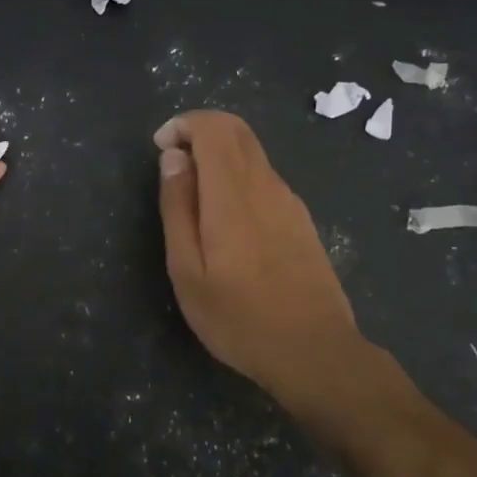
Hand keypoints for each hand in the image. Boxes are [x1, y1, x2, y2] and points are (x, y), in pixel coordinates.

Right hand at [155, 111, 375, 419]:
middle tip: (173, 165)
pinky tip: (226, 221)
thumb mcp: (188, 271)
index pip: (214, 126)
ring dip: (218, 155)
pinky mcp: (301, 219)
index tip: (161, 149)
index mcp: (233, 193)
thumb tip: (173, 158)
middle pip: (236, 129)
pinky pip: (264, 177)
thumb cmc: (239, 318)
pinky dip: (237, 176)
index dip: (183, 124)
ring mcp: (289, 201)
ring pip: (252, 153)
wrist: (315, 352)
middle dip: (199, 132)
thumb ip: (178, 207)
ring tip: (194, 199)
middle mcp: (266, 185)